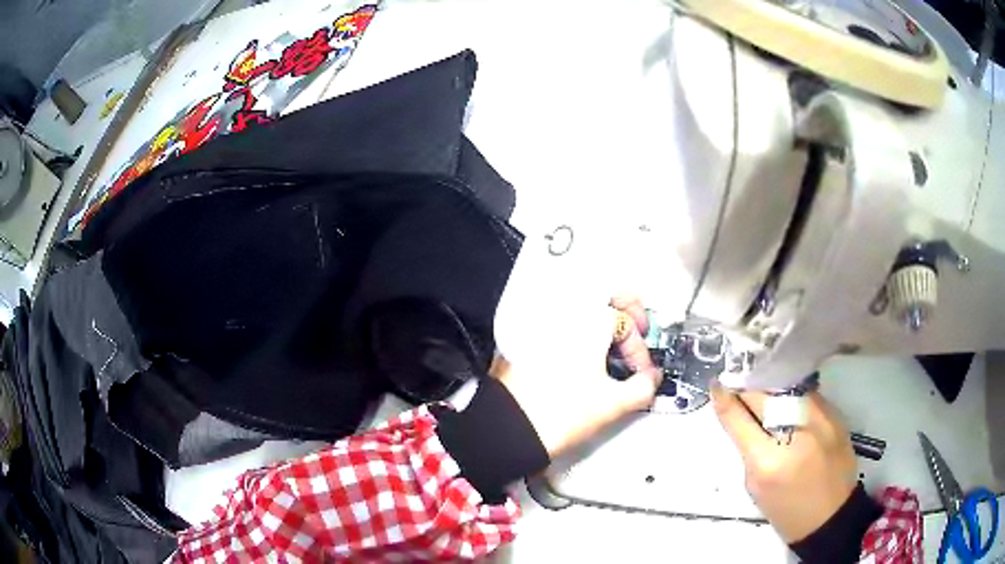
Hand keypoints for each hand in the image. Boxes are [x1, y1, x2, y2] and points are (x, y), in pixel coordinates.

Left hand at [493, 296, 661, 457]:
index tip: (640, 373)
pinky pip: (560, 323)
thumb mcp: (612, 404)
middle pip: (602, 295)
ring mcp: (541, 324)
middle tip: (636, 330)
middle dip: (625, 310)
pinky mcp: (524, 339)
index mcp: (588, 320)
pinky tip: (584, 357)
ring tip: (611, 350)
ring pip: (580, 308)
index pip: (626, 321)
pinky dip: (578, 331)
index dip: (639, 349)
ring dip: (602, 321)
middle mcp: (563, 314)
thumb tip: (651, 378)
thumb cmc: (560, 414)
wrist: (509, 430)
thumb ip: (643, 387)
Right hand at [711, 385, 857, 542]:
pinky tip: (788, 403)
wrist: (831, 515)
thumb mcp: (757, 485)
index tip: (716, 383)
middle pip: (764, 394)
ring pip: (787, 388)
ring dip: (771, 390)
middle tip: (739, 384)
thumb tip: (738, 414)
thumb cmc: (786, 510)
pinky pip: (806, 395)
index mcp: (768, 461)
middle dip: (748, 388)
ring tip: (764, 393)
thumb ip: (748, 448)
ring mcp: (820, 418)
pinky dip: (792, 397)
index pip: (740, 418)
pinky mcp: (836, 413)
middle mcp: (796, 432)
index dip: (725, 398)